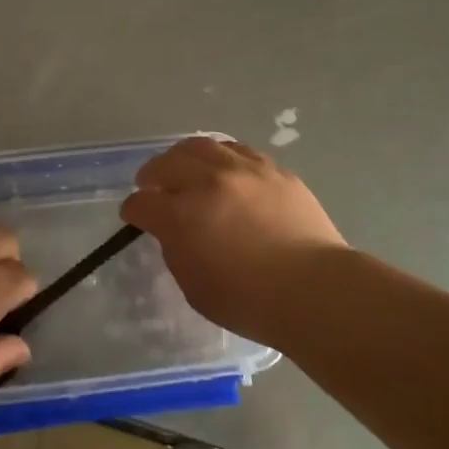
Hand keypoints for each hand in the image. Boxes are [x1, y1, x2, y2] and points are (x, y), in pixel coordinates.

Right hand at [121, 137, 345, 344]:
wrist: (314, 290)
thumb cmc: (249, 301)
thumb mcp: (194, 286)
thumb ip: (176, 250)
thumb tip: (174, 229)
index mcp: (182, 215)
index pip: (142, 203)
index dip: (133, 210)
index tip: (134, 215)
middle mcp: (208, 182)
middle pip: (167, 163)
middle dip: (152, 174)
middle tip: (151, 184)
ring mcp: (243, 170)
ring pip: (202, 147)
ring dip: (184, 156)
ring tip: (184, 166)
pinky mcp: (273, 170)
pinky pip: (238, 151)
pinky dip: (221, 157)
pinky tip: (223, 169)